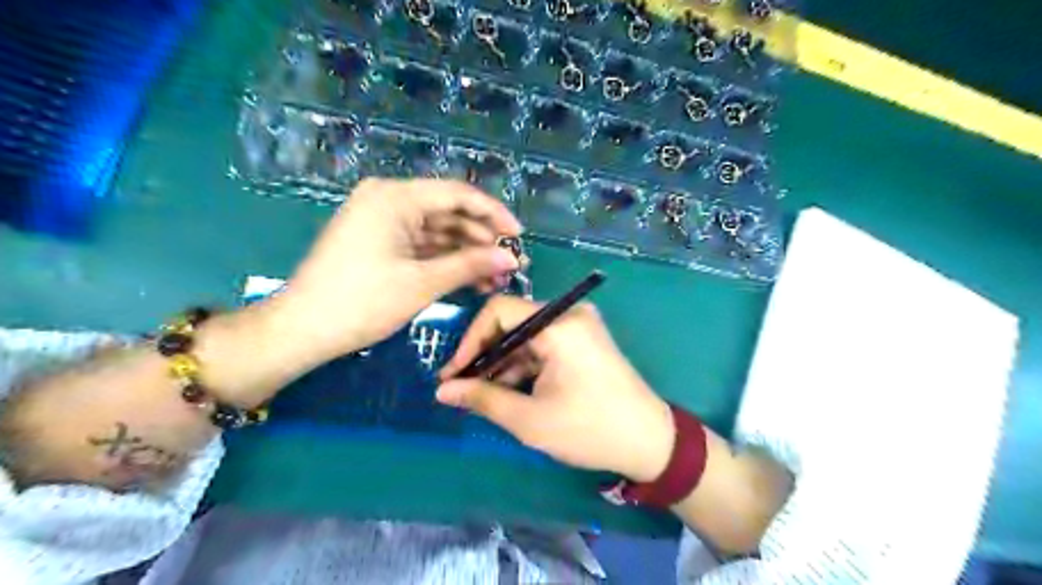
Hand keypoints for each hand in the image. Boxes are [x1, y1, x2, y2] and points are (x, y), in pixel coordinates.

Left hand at [278, 178, 519, 361]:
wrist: (302, 329)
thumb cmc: (362, 302)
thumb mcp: (422, 282)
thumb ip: (471, 265)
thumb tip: (512, 258)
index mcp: (395, 197)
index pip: (457, 194)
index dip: (493, 213)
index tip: (519, 236)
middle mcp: (388, 199)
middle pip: (448, 212)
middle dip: (482, 238)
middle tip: (510, 263)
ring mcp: (382, 220)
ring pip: (437, 231)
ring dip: (466, 253)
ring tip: (496, 277)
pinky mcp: (379, 241)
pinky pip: (421, 244)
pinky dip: (445, 260)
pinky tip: (470, 279)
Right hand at [437, 296, 670, 481]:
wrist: (650, 442)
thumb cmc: (590, 430)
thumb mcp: (530, 419)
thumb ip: (482, 399)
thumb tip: (443, 390)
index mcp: (559, 324)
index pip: (499, 311)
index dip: (469, 340)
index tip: (452, 374)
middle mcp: (569, 314)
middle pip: (512, 322)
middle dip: (485, 355)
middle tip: (461, 387)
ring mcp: (579, 326)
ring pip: (526, 336)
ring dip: (503, 363)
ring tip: (482, 395)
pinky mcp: (584, 340)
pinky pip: (544, 345)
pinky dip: (524, 365)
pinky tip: (508, 390)